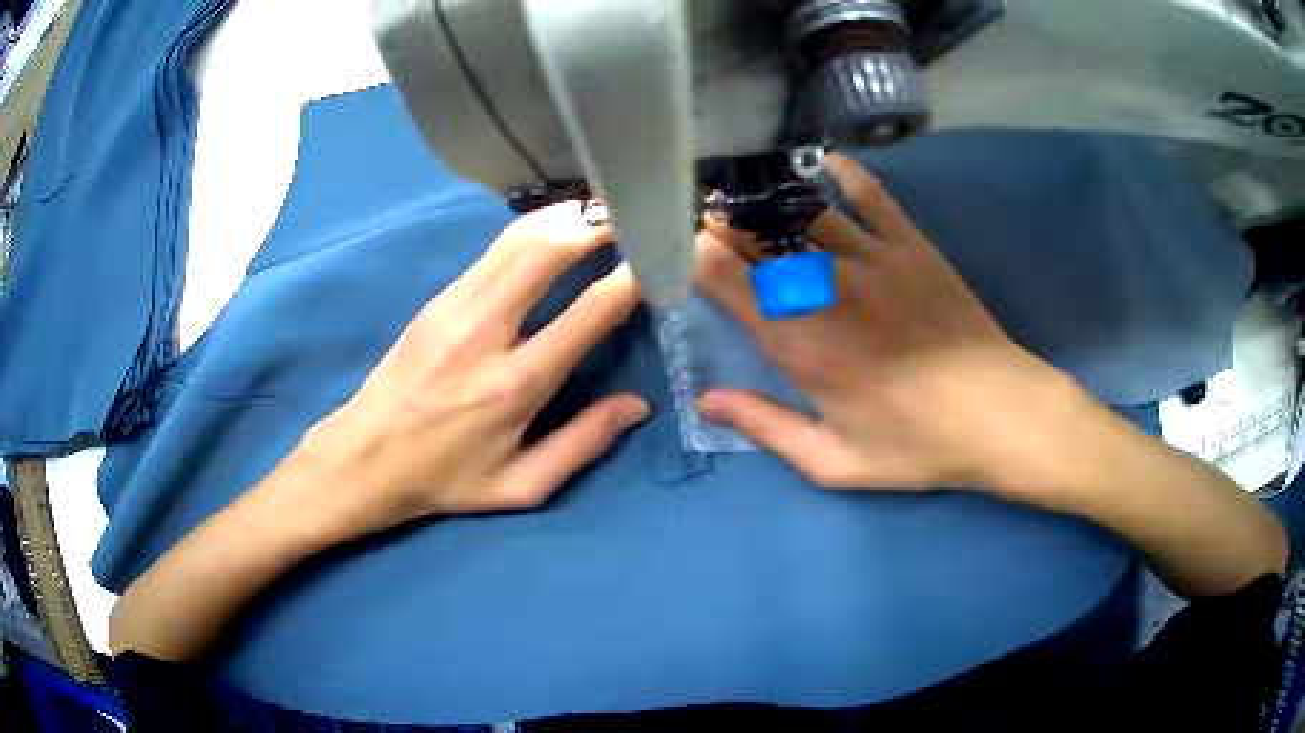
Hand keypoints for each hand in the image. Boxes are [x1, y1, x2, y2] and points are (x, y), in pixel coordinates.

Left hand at [284, 202, 648, 541]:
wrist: (364, 456)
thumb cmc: (446, 478)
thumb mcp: (521, 485)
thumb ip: (582, 444)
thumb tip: (637, 405)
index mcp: (515, 385)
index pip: (589, 312)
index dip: (632, 277)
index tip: (662, 255)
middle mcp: (486, 331)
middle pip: (547, 249)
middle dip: (596, 224)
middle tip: (633, 215)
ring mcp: (455, 306)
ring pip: (518, 238)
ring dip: (565, 218)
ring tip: (602, 213)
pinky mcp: (438, 298)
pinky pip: (495, 250)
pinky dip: (534, 231)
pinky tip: (555, 231)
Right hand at [695, 153, 1078, 492]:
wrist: (999, 415)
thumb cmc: (916, 446)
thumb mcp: (835, 461)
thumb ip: (766, 427)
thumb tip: (706, 400)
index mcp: (798, 343)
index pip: (724, 278)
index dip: (691, 253)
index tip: (677, 245)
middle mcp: (824, 288)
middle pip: (755, 237)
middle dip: (719, 221)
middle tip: (700, 212)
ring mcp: (871, 258)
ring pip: (800, 212)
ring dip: (764, 198)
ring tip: (742, 188)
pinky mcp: (910, 245)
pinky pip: (869, 195)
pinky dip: (841, 173)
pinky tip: (819, 161)